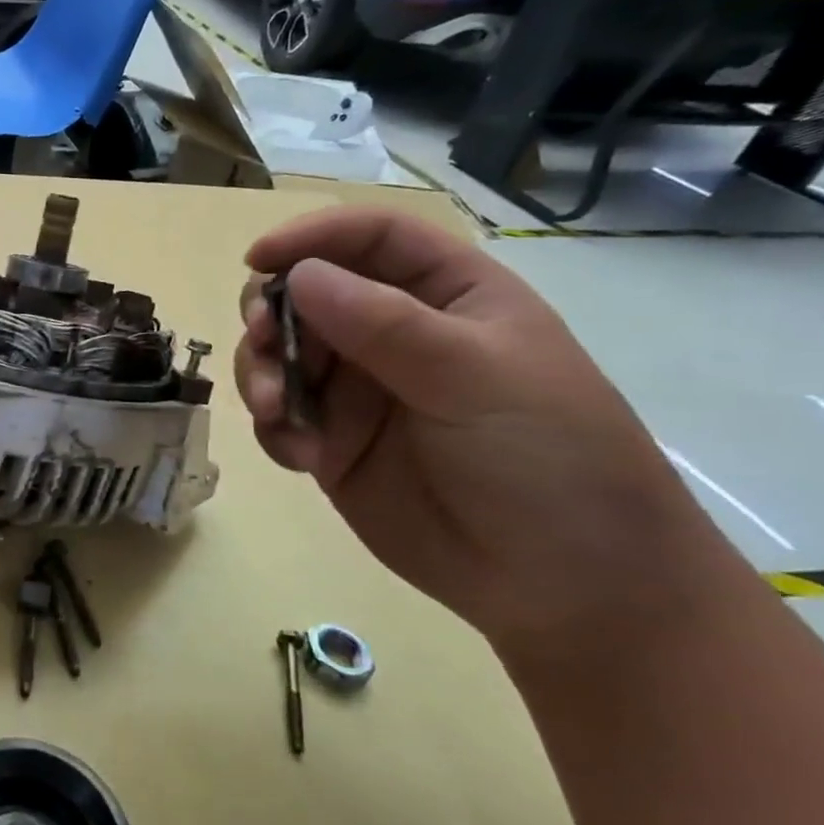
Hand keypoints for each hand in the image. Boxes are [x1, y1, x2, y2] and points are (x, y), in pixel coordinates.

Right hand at [234, 208, 727, 657]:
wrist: (566, 587)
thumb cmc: (548, 460)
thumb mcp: (476, 378)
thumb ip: (385, 325)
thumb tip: (296, 276)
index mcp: (447, 298)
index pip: (371, 239)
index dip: (312, 236)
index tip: (256, 259)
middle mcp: (393, 334)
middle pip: (305, 294)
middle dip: (272, 312)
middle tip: (261, 341)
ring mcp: (358, 391)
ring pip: (279, 354)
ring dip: (260, 373)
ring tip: (273, 411)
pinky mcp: (332, 443)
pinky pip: (277, 416)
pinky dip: (273, 428)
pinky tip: (301, 457)